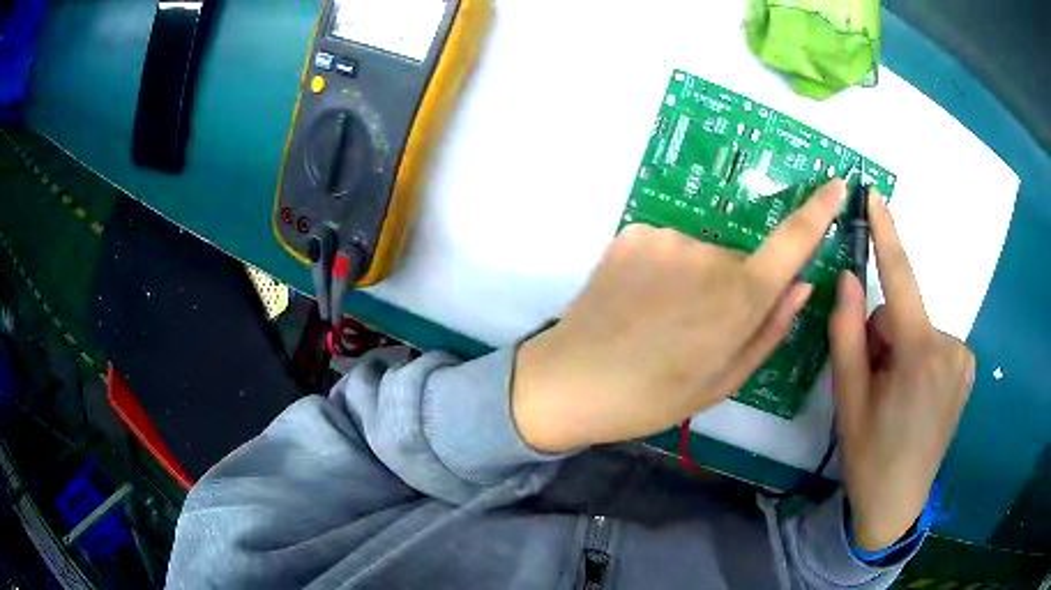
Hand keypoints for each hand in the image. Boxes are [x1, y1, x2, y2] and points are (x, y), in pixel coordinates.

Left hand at [512, 180, 848, 453]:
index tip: (837, 185)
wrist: (571, 382)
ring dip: (693, 281)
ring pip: (700, 255)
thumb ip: (771, 329)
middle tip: (694, 331)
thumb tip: (802, 284)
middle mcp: (709, 254)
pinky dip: (663, 270)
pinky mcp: (632, 233)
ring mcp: (666, 237)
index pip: (793, 240)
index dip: (819, 210)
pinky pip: (666, 247)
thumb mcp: (724, 380)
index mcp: (740, 298)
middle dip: (731, 290)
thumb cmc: (654, 397)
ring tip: (659, 321)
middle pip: (739, 261)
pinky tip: (638, 301)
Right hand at [830, 193, 974, 550]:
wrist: (898, 503)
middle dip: (884, 336)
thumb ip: (846, 333)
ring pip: (919, 329)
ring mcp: (964, 357)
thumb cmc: (869, 455)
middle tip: (874, 382)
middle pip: (904, 314)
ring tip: (895, 395)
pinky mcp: (968, 368)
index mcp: (919, 354)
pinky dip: (919, 358)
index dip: (886, 234)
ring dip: (901, 349)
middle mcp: (949, 345)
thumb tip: (848, 278)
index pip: (899, 278)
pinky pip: (935, 343)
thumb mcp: (848, 398)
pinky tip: (915, 396)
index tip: (874, 192)